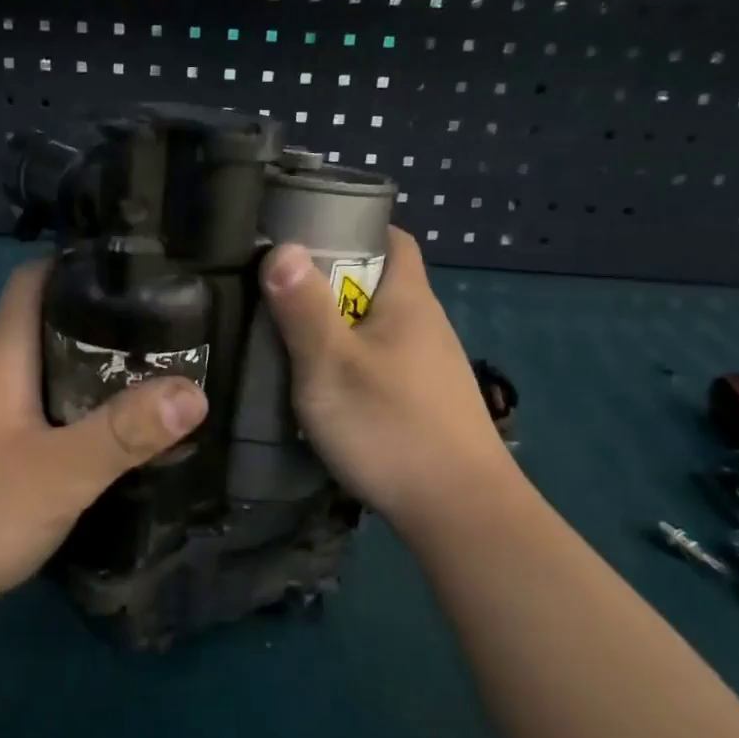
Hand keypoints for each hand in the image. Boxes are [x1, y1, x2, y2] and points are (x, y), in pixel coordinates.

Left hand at [0, 260, 206, 634]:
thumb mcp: (56, 474)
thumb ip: (123, 433)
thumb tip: (194, 391)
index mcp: (1, 359)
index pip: (36, 280)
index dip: (83, 265)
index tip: (145, 273)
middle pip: (48, 329)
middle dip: (107, 327)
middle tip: (173, 338)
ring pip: (45, 378)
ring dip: (94, 377)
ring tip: (154, 387)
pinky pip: (38, 418)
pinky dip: (75, 419)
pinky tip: (106, 445)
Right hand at [260, 228, 515, 538]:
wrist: (459, 509)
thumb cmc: (389, 427)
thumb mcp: (330, 366)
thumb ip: (303, 308)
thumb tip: (281, 246)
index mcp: (408, 299)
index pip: (391, 237)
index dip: (350, 228)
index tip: (302, 240)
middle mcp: (426, 323)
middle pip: (378, 282)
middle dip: (330, 284)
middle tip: (279, 299)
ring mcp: (430, 365)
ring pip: (378, 327)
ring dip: (339, 329)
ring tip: (292, 345)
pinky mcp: (428, 400)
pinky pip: (384, 362)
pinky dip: (354, 363)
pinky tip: (329, 391)